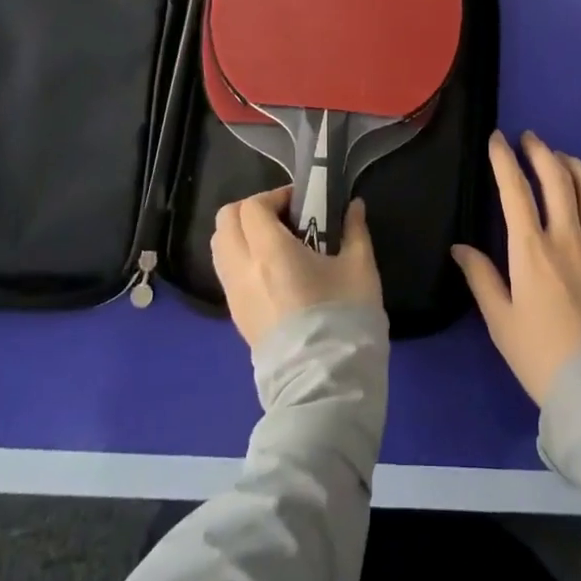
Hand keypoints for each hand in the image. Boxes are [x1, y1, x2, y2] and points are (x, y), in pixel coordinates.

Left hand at [212, 187, 382, 350]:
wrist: (325, 383)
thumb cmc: (344, 318)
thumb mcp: (360, 268)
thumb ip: (354, 230)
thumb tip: (354, 206)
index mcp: (270, 251)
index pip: (252, 207)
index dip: (274, 196)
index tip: (299, 203)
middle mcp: (243, 269)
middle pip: (225, 220)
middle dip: (251, 211)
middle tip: (283, 218)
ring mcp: (234, 295)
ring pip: (220, 246)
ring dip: (241, 234)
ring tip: (276, 243)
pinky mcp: (236, 317)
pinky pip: (226, 273)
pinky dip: (240, 259)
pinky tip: (272, 271)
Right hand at [452, 131, 580, 404]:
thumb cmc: (541, 357)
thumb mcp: (501, 322)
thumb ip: (481, 279)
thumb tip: (460, 248)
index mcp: (532, 250)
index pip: (515, 190)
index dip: (504, 159)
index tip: (496, 139)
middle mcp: (569, 237)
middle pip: (557, 178)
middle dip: (541, 151)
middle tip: (530, 138)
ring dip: (575, 166)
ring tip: (562, 160)